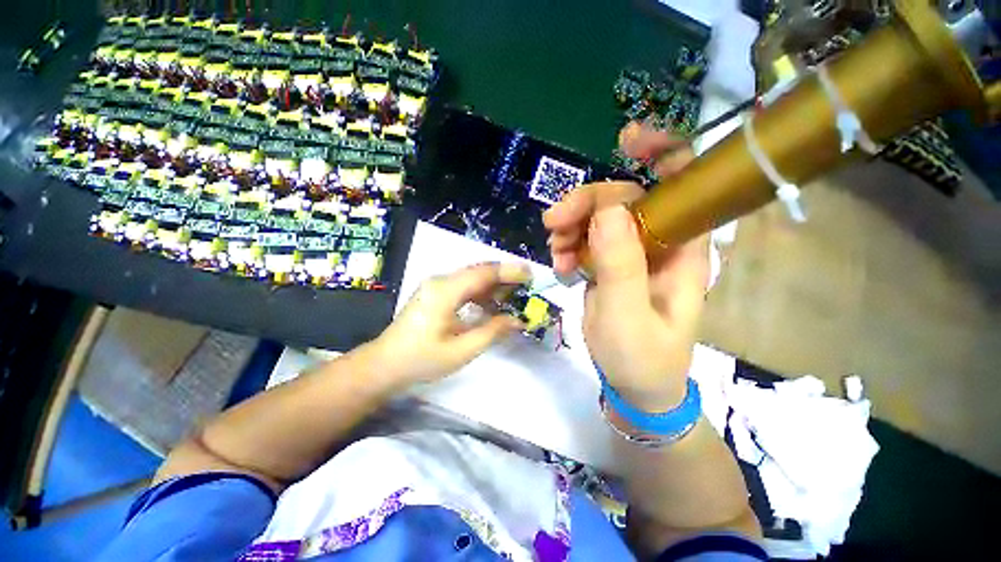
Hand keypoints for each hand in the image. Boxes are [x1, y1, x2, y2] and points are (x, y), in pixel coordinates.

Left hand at [369, 262, 530, 385]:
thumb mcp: (462, 350)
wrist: (385, 364)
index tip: (530, 274)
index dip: (509, 271)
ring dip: (493, 286)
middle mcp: (440, 281)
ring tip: (513, 298)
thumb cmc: (422, 359)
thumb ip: (492, 331)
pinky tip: (491, 305)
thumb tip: (518, 320)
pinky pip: (463, 286)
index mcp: (445, 291)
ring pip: (472, 278)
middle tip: (526, 287)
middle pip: (478, 271)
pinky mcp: (435, 293)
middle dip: (504, 277)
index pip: (483, 273)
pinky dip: (481, 293)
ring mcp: (436, 285)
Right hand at [544, 123, 709, 410]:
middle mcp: (660, 243)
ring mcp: (632, 252)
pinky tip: (560, 264)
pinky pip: (587, 238)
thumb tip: (607, 209)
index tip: (627, 140)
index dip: (662, 154)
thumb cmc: (641, 357)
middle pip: (625, 199)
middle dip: (587, 204)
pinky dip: (569, 244)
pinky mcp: (610, 264)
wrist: (634, 384)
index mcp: (683, 250)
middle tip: (553, 223)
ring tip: (556, 253)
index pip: (682, 186)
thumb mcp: (628, 315)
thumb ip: (620, 264)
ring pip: (600, 217)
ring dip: (572, 227)